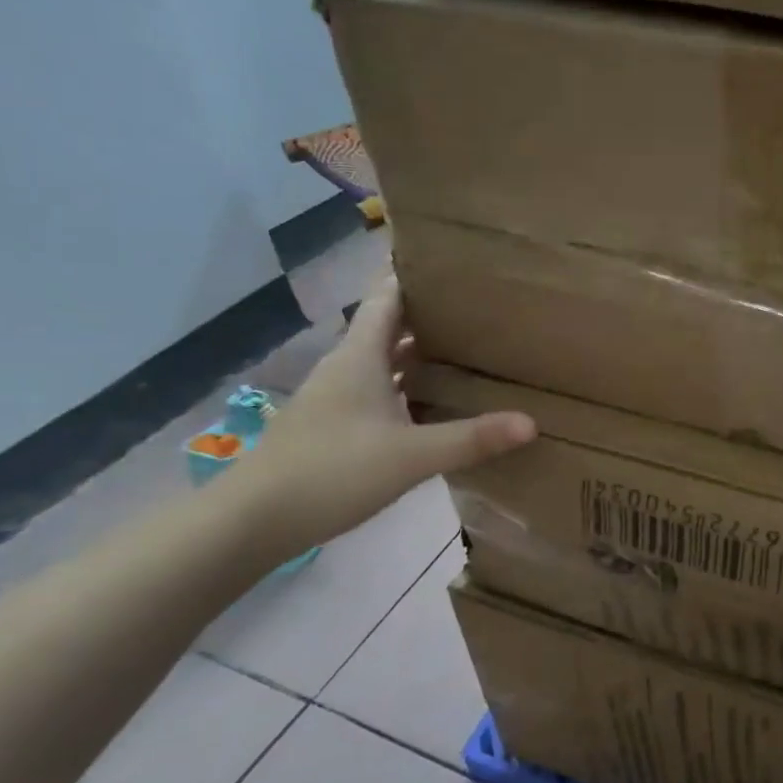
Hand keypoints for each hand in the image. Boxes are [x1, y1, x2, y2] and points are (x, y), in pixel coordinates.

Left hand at [225, 279, 535, 562]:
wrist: (250, 522)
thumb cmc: (331, 472)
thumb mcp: (410, 455)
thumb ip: (471, 438)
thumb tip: (531, 422)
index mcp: (361, 356)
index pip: (388, 296)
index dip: (415, 274)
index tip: (452, 261)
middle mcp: (347, 366)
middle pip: (388, 325)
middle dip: (428, 313)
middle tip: (477, 307)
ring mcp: (335, 396)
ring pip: (382, 359)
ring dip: (416, 351)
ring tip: (464, 347)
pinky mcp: (332, 424)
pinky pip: (376, 389)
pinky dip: (404, 384)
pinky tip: (430, 401)